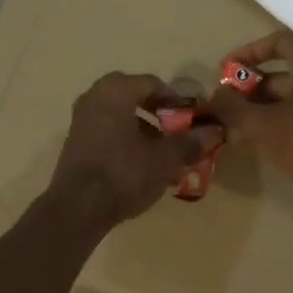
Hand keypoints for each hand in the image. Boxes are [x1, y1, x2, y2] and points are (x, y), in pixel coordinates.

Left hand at [49, 72, 222, 227]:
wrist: (78, 208)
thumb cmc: (125, 173)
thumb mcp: (165, 158)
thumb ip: (191, 141)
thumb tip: (216, 130)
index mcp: (116, 90)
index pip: (154, 84)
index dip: (177, 101)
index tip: (193, 119)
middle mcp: (94, 96)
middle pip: (136, 98)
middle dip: (160, 115)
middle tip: (179, 133)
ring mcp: (81, 120)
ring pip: (121, 116)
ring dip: (145, 130)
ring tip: (165, 152)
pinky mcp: (76, 143)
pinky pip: (108, 132)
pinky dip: (127, 141)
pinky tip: (143, 164)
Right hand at [209, 30, 292, 185]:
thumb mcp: (260, 122)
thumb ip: (233, 107)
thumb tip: (215, 96)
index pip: (277, 41)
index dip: (248, 51)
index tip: (227, 68)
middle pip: (280, 73)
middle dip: (249, 87)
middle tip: (225, 102)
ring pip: (286, 97)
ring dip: (258, 106)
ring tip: (233, 123)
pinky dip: (274, 120)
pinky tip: (253, 138)